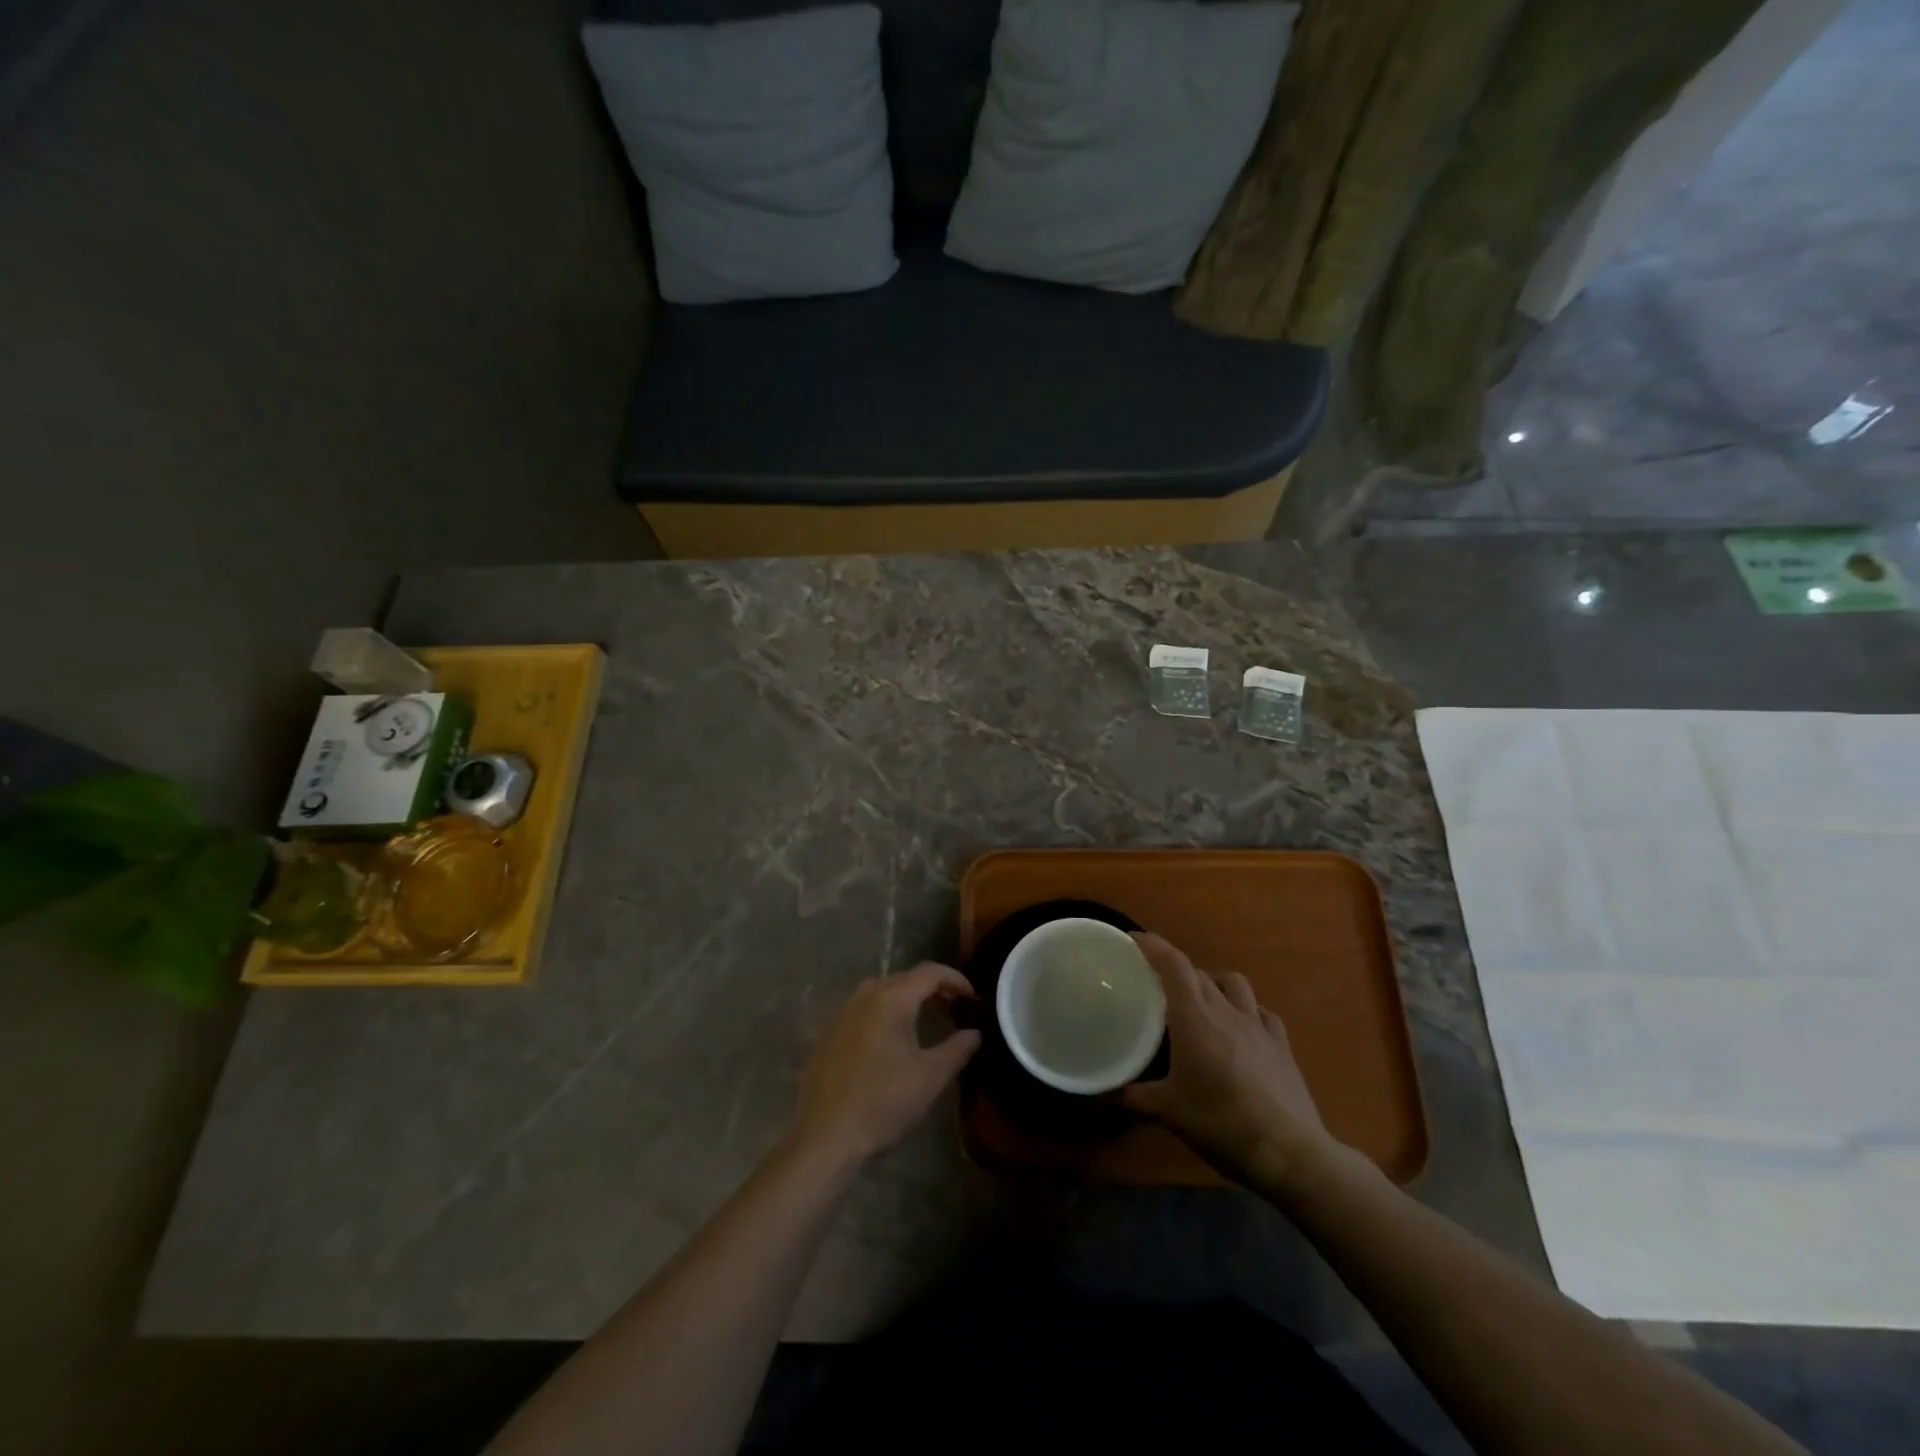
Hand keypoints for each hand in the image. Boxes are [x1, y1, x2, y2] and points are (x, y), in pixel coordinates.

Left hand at [790, 963, 981, 1170]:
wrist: (826, 1135)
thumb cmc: (884, 1102)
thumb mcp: (930, 1077)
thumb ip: (957, 1049)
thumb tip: (975, 1033)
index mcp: (892, 999)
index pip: (929, 972)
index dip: (955, 979)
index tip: (972, 997)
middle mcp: (866, 995)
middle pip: (905, 978)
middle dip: (932, 988)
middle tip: (953, 1009)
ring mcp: (843, 1011)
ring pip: (881, 990)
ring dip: (906, 997)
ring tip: (924, 1019)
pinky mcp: (828, 1031)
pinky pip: (862, 1007)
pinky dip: (883, 1010)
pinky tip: (890, 1038)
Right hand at [1119, 934, 1342, 1191]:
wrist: (1290, 1153)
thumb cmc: (1222, 1124)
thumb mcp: (1169, 1113)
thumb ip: (1132, 1098)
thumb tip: (1099, 1096)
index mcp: (1194, 1019)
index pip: (1172, 964)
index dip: (1152, 945)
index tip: (1131, 940)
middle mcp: (1226, 1011)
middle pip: (1197, 972)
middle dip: (1174, 970)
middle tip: (1155, 983)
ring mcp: (1258, 1025)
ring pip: (1233, 983)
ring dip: (1212, 982)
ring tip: (1200, 999)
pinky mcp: (1281, 1044)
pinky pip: (1261, 1011)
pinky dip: (1246, 1009)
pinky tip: (1241, 1026)